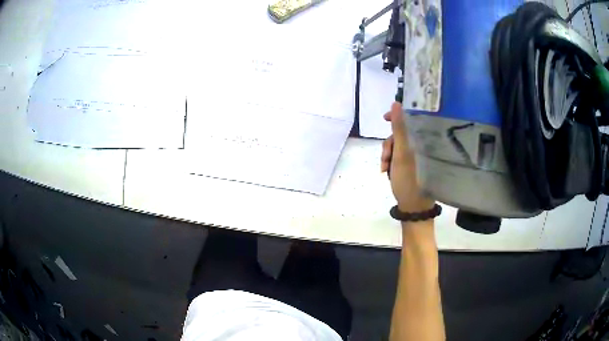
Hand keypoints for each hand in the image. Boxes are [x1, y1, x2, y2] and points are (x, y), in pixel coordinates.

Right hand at [381, 102, 434, 212]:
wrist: (412, 206)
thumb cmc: (409, 180)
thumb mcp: (401, 154)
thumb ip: (399, 128)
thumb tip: (396, 103)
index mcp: (422, 141)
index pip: (411, 120)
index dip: (396, 116)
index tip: (384, 118)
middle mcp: (420, 145)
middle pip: (400, 134)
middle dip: (388, 145)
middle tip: (385, 159)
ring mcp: (415, 155)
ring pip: (396, 146)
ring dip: (387, 155)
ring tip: (384, 169)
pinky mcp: (411, 164)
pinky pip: (396, 156)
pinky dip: (389, 162)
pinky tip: (387, 171)